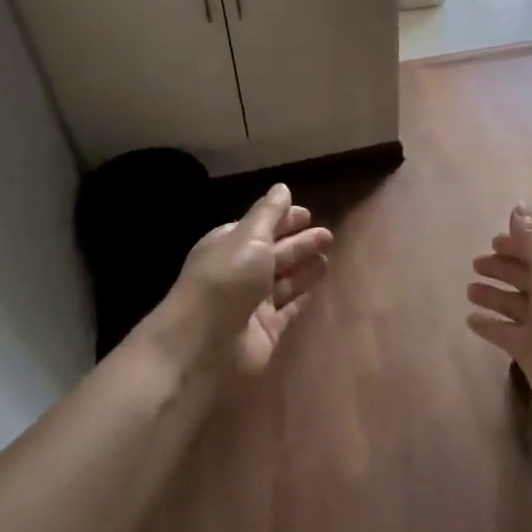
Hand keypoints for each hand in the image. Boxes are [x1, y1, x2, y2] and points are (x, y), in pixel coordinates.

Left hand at [171, 184, 332, 373]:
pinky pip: (288, 310)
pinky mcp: (266, 330)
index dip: (284, 220)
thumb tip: (282, 188)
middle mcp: (241, 272)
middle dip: (301, 243)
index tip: (308, 214)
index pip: (261, 227)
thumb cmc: (227, 279)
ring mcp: (253, 303)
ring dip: (304, 268)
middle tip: (328, 236)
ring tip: (328, 259)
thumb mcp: (248, 236)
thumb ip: (269, 213)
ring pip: (284, 280)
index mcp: (230, 245)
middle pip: (275, 253)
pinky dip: (301, 297)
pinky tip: (318, 289)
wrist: (203, 344)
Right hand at [467, 206, 531, 448]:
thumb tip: (519, 205)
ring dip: (493, 295)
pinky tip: (470, 319)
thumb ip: (531, 236)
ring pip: (512, 304)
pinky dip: (489, 326)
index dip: (517, 244)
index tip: (493, 240)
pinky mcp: (530, 351)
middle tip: (476, 263)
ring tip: (470, 289)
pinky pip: (504, 333)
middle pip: (524, 275)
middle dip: (502, 268)